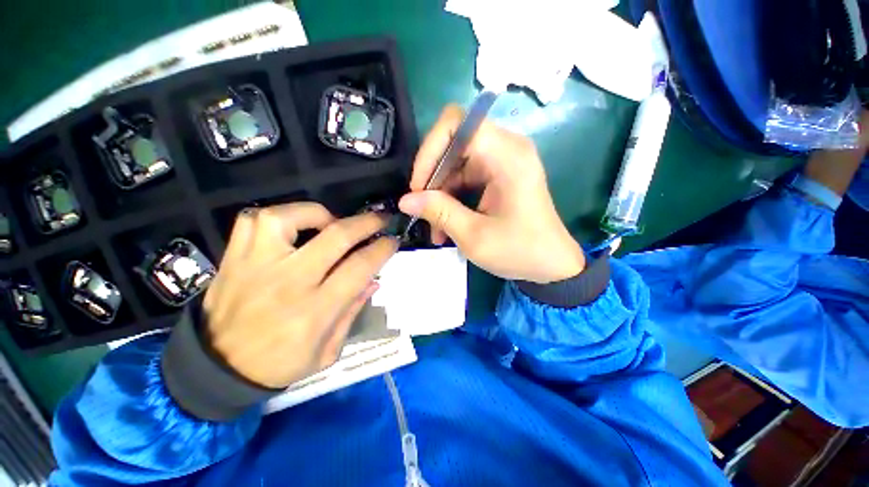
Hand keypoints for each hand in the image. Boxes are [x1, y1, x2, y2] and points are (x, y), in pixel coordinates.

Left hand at [202, 203, 397, 388]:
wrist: (217, 368)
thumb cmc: (279, 364)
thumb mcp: (327, 352)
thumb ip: (352, 312)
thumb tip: (374, 280)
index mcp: (315, 310)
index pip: (360, 267)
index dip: (382, 248)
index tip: (392, 240)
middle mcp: (289, 281)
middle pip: (337, 237)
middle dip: (366, 223)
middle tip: (380, 219)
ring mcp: (257, 265)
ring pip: (292, 217)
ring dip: (321, 214)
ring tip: (332, 222)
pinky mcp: (235, 257)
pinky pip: (255, 219)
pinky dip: (280, 215)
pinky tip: (293, 225)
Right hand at [399, 105, 584, 282]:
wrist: (552, 265)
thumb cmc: (519, 251)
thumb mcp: (474, 236)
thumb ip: (439, 212)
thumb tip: (405, 200)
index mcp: (507, 155)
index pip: (456, 124)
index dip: (429, 150)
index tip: (419, 187)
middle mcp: (507, 148)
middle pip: (453, 144)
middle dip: (433, 178)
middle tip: (423, 211)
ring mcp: (503, 161)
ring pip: (456, 164)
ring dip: (441, 194)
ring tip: (435, 228)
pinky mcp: (500, 175)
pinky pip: (466, 176)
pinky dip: (452, 198)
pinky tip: (447, 225)